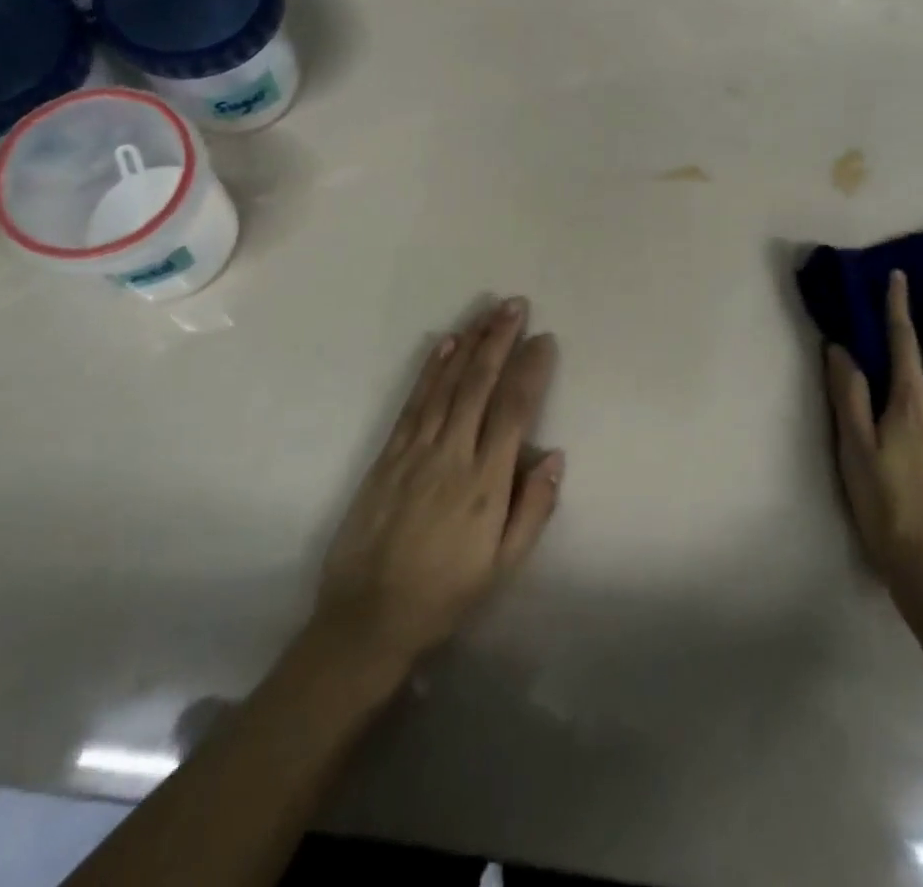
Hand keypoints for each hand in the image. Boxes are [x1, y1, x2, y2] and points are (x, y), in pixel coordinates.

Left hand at [314, 297, 564, 671]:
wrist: (367, 618)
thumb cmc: (445, 593)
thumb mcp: (503, 566)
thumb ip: (533, 509)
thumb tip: (554, 455)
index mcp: (486, 483)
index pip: (514, 410)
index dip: (530, 370)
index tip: (544, 340)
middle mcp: (452, 455)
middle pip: (480, 384)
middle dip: (499, 340)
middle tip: (515, 305)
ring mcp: (416, 451)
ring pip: (448, 385)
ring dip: (470, 344)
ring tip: (487, 312)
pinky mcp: (388, 454)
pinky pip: (414, 402)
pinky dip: (431, 369)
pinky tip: (446, 344)